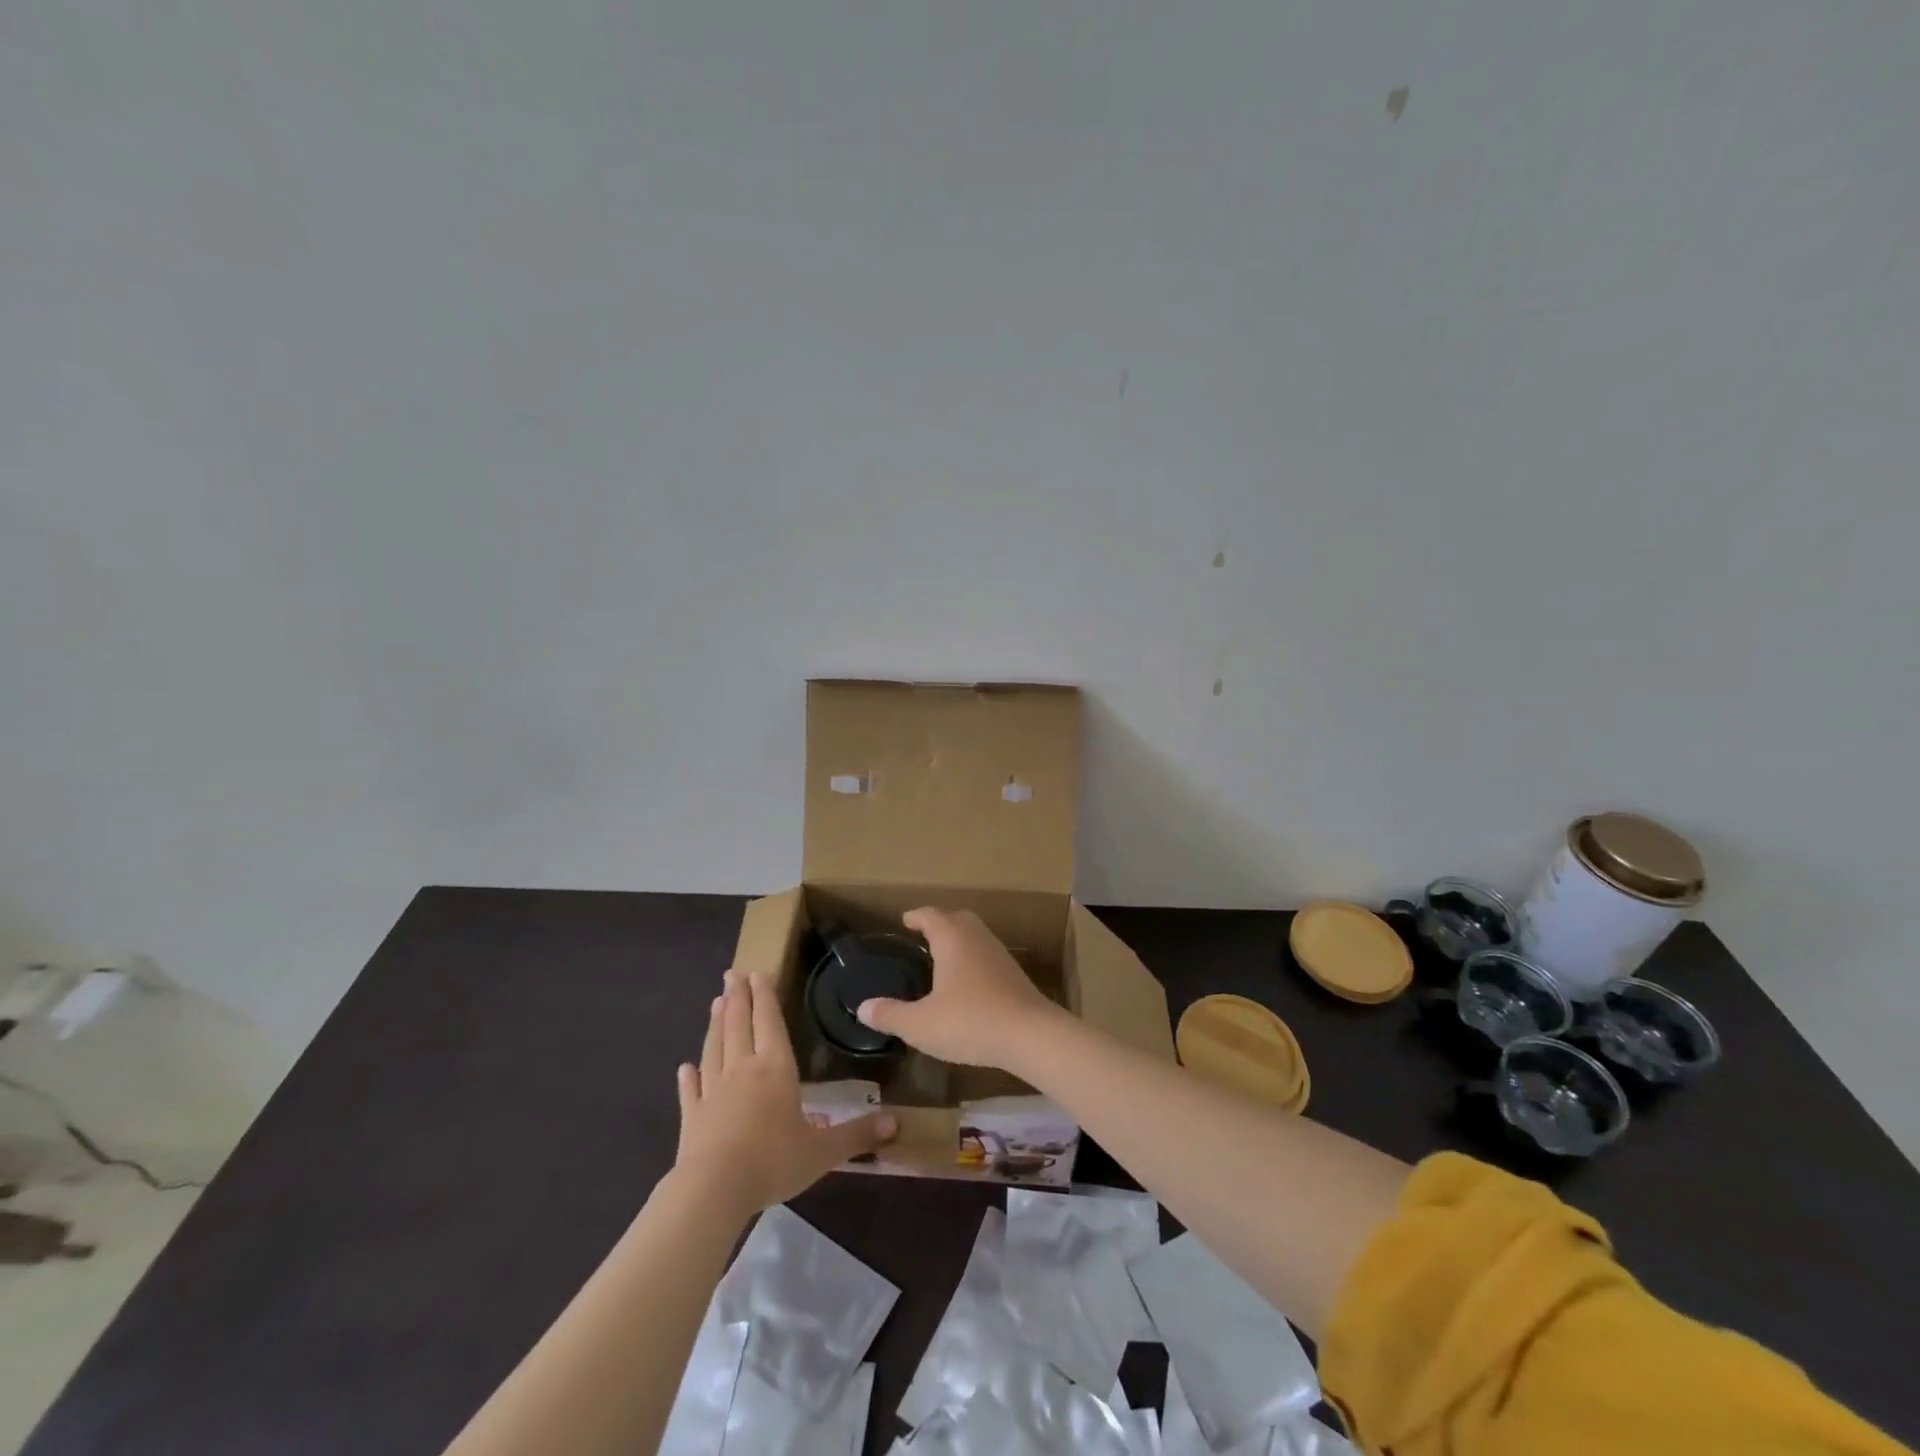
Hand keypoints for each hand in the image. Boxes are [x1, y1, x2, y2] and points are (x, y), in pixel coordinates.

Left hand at [674, 971, 894, 1215]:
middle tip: (731, 973)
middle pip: (739, 1025)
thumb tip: (896, 1124)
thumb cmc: (773, 1161)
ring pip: (715, 1048)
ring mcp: (713, 1091)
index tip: (757, 972)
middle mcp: (743, 1069)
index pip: (770, 1022)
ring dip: (716, 1024)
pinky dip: (689, 1076)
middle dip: (738, 997)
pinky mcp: (691, 1116)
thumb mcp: (823, 1151)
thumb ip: (857, 1134)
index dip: (765, 996)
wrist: (714, 1189)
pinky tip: (685, 1067)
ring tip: (716, 1003)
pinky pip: (691, 1089)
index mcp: (775, 1068)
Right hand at [855, 908, 1065, 1072]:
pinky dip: (973, 959)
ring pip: (975, 936)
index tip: (905, 921)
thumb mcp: (921, 1025)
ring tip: (942, 959)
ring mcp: (999, 954)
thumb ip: (891, 1014)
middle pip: (957, 918)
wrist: (1030, 1035)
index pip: (930, 915)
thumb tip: (863, 1007)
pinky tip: (967, 982)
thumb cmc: (970, 1021)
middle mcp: (977, 938)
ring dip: (959, 941)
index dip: (916, 917)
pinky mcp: (1015, 974)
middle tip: (923, 936)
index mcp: (952, 938)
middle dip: (939, 923)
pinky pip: (987, 955)